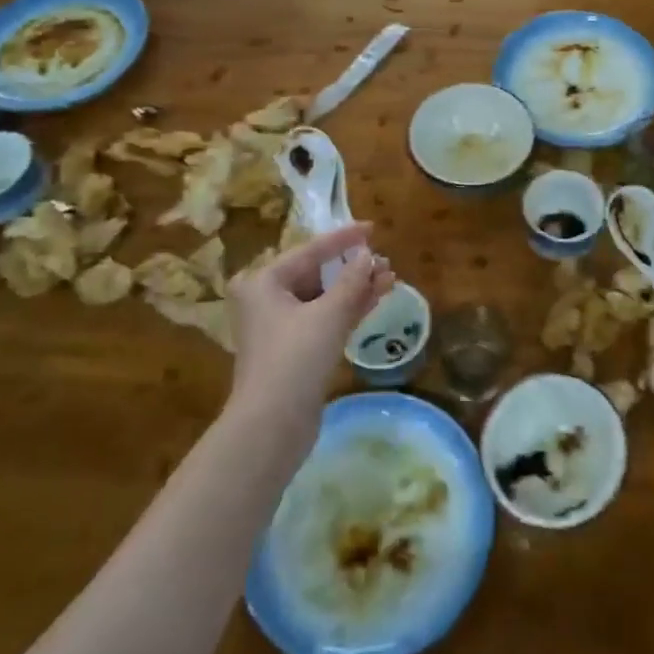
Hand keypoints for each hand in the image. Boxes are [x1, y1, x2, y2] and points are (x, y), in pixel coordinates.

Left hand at [227, 223, 392, 446]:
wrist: (272, 425)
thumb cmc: (295, 358)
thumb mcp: (329, 314)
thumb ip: (352, 280)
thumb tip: (370, 256)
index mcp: (263, 282)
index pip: (310, 250)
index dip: (344, 239)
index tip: (373, 228)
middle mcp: (266, 299)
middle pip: (317, 273)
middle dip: (353, 268)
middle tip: (386, 261)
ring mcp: (280, 327)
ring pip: (324, 297)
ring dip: (356, 288)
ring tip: (390, 278)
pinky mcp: (295, 350)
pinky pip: (325, 318)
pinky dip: (349, 308)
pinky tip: (376, 298)